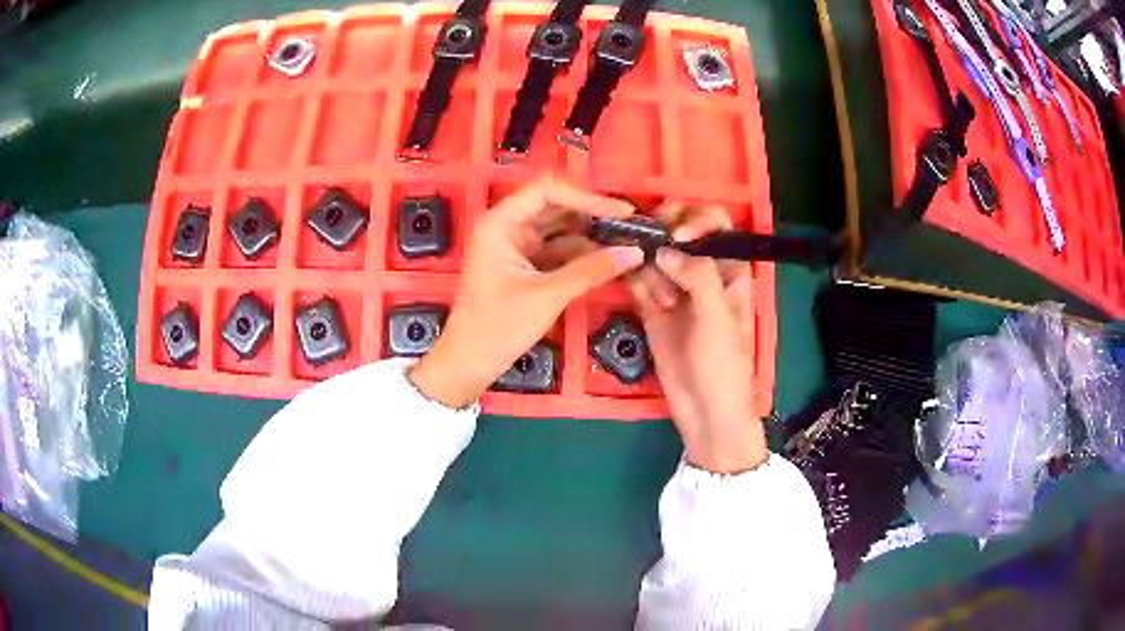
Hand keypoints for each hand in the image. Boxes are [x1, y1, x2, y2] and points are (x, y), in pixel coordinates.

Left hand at [410, 177, 644, 408]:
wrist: (469, 363)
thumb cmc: (497, 327)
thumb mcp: (546, 296)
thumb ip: (591, 270)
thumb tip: (635, 252)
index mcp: (500, 223)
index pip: (548, 191)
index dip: (587, 198)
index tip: (622, 212)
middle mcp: (508, 226)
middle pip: (557, 207)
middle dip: (593, 215)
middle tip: (632, 226)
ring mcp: (517, 245)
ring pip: (560, 229)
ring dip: (591, 236)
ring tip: (628, 242)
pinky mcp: (526, 265)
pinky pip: (558, 250)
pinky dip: (582, 255)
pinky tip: (609, 260)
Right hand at [628, 203, 766, 473]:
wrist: (705, 411)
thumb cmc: (724, 365)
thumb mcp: (718, 318)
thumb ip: (697, 276)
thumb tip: (664, 248)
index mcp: (729, 269)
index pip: (716, 224)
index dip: (696, 220)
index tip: (676, 236)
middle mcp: (701, 272)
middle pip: (679, 231)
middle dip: (663, 233)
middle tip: (648, 244)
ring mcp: (675, 289)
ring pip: (655, 254)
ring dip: (648, 263)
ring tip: (658, 300)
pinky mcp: (652, 307)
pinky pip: (638, 280)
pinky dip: (632, 276)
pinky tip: (635, 288)